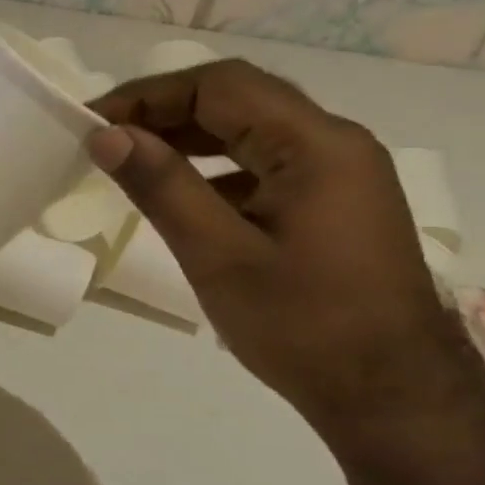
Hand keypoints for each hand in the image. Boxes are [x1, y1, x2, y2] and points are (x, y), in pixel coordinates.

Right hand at [88, 60, 481, 436]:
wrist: (391, 397)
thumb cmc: (302, 326)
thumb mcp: (217, 255)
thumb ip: (162, 186)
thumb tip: (105, 134)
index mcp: (316, 146)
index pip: (221, 86)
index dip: (149, 95)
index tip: (93, 121)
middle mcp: (335, 144)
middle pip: (239, 100)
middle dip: (165, 111)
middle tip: (105, 138)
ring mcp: (339, 174)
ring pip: (251, 131)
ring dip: (188, 137)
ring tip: (131, 160)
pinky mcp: (333, 204)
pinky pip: (265, 165)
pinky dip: (215, 167)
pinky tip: (181, 195)